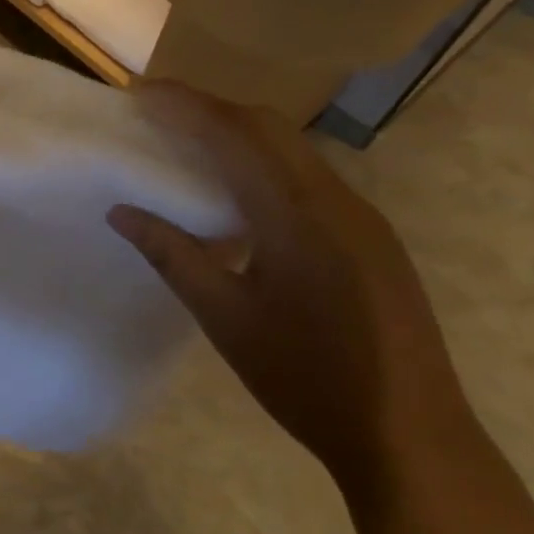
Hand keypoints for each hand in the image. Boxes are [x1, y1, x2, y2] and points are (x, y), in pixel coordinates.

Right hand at [107, 81, 471, 499]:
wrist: (413, 439)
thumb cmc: (308, 379)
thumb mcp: (226, 319)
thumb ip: (172, 256)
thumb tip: (120, 211)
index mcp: (297, 212)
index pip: (234, 133)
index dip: (184, 105)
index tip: (139, 93)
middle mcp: (336, 198)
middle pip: (268, 127)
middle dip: (210, 109)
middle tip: (158, 114)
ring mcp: (362, 216)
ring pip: (292, 150)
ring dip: (240, 135)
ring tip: (190, 146)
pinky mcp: (372, 237)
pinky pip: (310, 178)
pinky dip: (266, 164)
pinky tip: (242, 196)